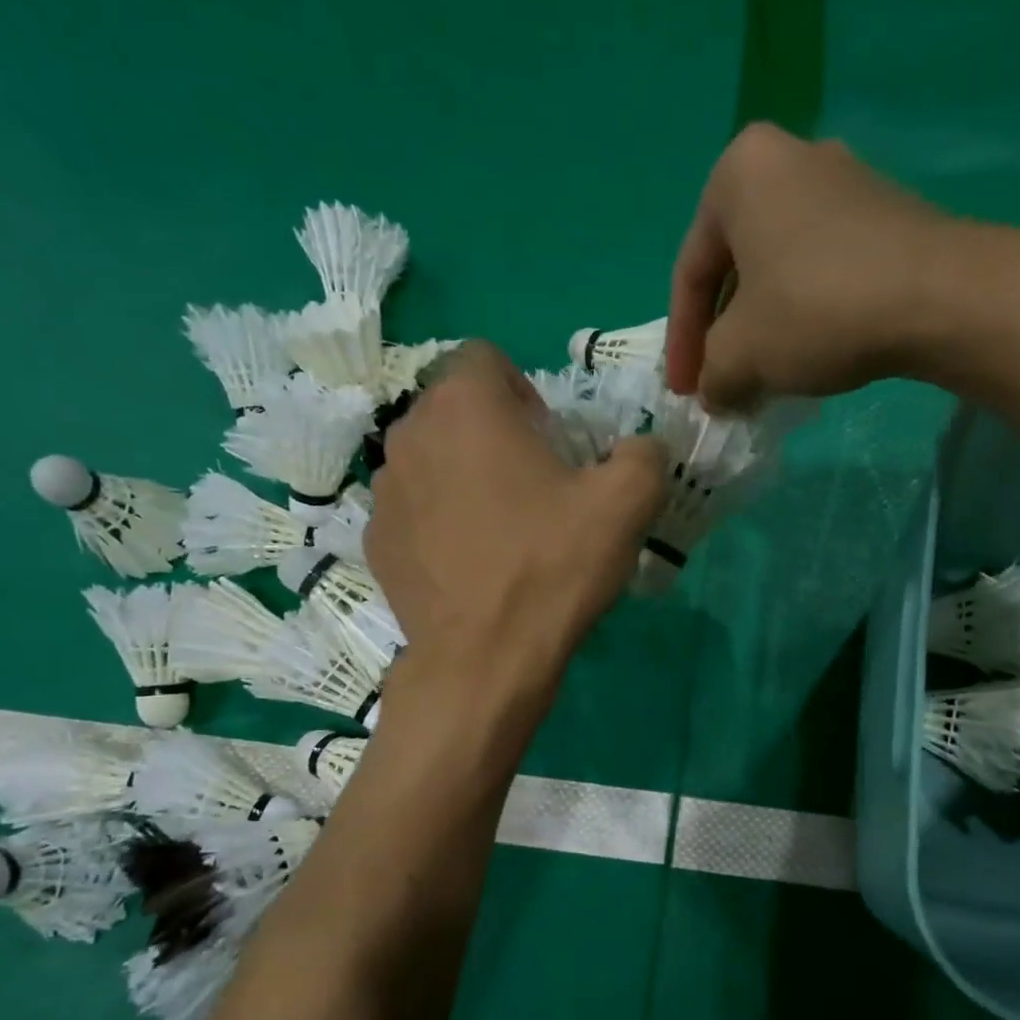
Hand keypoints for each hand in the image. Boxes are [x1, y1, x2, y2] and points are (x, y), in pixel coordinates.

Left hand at [365, 342, 664, 714]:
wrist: (484, 661)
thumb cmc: (552, 569)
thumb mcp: (626, 505)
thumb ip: (644, 454)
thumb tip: (640, 447)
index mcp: (465, 405)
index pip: (486, 358)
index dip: (524, 391)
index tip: (550, 442)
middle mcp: (409, 432)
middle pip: (455, 410)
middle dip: (494, 434)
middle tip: (534, 490)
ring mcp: (385, 490)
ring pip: (431, 459)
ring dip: (464, 477)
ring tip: (501, 532)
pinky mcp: (375, 540)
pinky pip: (414, 510)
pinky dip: (439, 522)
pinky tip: (470, 566)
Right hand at [665, 122, 957, 410]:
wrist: (938, 297)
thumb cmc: (816, 310)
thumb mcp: (741, 355)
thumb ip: (711, 375)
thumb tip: (714, 392)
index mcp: (739, 173)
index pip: (690, 272)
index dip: (682, 343)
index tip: (685, 392)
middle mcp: (789, 158)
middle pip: (735, 267)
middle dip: (724, 334)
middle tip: (721, 383)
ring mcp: (844, 181)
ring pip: (778, 270)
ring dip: (763, 329)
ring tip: (762, 378)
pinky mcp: (884, 214)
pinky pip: (820, 269)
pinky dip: (803, 314)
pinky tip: (807, 355)